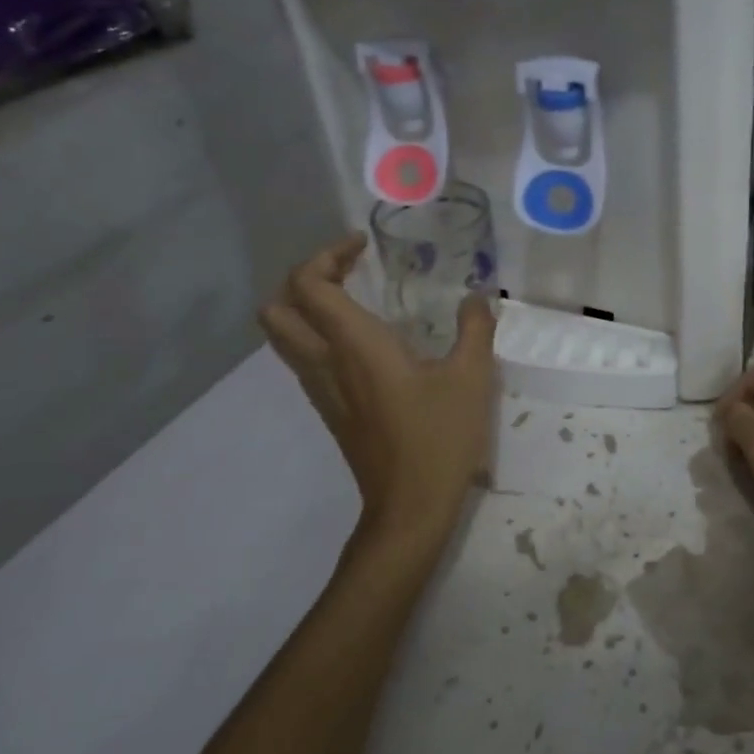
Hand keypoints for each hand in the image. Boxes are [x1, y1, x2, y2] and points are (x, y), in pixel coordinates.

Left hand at [260, 233, 496, 545]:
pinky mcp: (330, 410)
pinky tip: (363, 341)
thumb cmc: (440, 438)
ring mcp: (321, 390)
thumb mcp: (472, 377)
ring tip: (354, 297)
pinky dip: (317, 334)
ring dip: (306, 306)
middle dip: (305, 277)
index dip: (327, 254)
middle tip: (350, 270)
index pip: (309, 284)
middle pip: (277, 308)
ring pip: (283, 337)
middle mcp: (325, 362)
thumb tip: (476, 297)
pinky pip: (303, 359)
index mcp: (355, 345)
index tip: (364, 247)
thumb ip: (474, 328)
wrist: (410, 507)